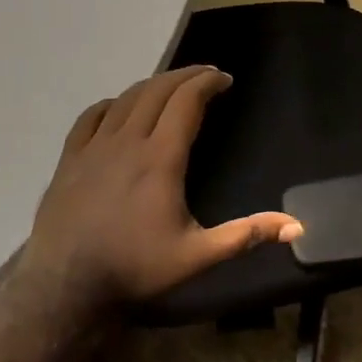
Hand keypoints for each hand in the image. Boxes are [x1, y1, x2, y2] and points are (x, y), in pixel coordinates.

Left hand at [22, 65, 300, 311]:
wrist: (65, 286)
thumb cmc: (135, 268)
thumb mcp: (198, 255)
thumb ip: (246, 235)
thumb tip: (297, 226)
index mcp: (160, 158)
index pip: (186, 102)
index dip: (206, 83)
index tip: (224, 78)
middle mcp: (127, 142)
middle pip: (156, 91)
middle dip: (184, 76)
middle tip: (205, 75)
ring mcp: (93, 148)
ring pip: (125, 99)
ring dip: (152, 85)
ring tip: (170, 86)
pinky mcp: (69, 160)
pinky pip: (90, 117)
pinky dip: (111, 104)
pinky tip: (117, 107)